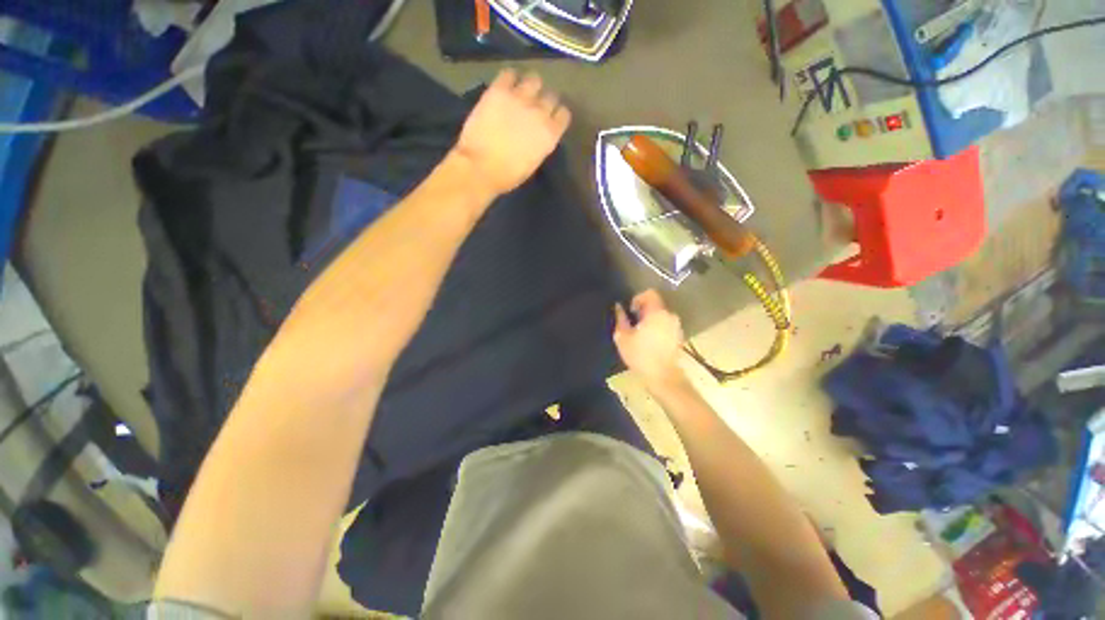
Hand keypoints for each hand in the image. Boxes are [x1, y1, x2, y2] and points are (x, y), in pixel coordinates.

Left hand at [453, 69, 571, 196]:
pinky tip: (504, 87)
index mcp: (550, 135)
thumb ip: (539, 144)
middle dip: (544, 100)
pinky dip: (509, 78)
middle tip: (533, 107)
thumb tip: (537, 135)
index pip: (563, 115)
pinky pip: (509, 74)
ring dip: (530, 85)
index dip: (556, 115)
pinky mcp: (499, 90)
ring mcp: (520, 98)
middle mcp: (540, 112)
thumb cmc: (507, 175)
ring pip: (534, 79)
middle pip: (551, 96)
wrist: (481, 167)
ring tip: (520, 92)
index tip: (550, 118)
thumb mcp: (532, 163)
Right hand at [613, 290, 687, 389]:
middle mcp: (669, 315)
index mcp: (656, 312)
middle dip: (643, 311)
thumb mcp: (623, 337)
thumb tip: (618, 307)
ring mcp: (676, 326)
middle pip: (655, 304)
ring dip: (650, 320)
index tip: (631, 311)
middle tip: (633, 324)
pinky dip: (658, 328)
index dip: (638, 298)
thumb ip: (621, 319)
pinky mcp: (679, 336)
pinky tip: (650, 342)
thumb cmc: (640, 355)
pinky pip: (666, 325)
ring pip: (661, 315)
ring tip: (641, 334)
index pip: (649, 293)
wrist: (663, 376)